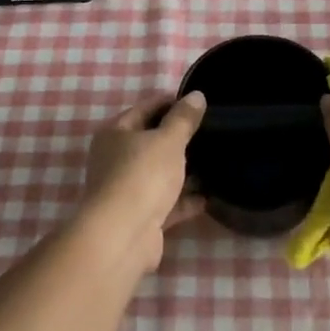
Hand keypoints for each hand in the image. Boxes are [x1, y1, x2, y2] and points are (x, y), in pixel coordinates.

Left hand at [76, 92, 207, 268]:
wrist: (123, 235)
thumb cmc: (143, 175)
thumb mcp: (168, 140)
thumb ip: (183, 118)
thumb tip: (197, 95)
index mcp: (115, 133)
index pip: (145, 108)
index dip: (171, 103)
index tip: (199, 104)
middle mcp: (115, 159)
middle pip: (151, 142)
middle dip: (179, 139)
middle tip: (210, 132)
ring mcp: (126, 190)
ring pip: (159, 174)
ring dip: (183, 171)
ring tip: (214, 162)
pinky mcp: (139, 217)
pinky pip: (166, 203)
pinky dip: (184, 200)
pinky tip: (208, 197)